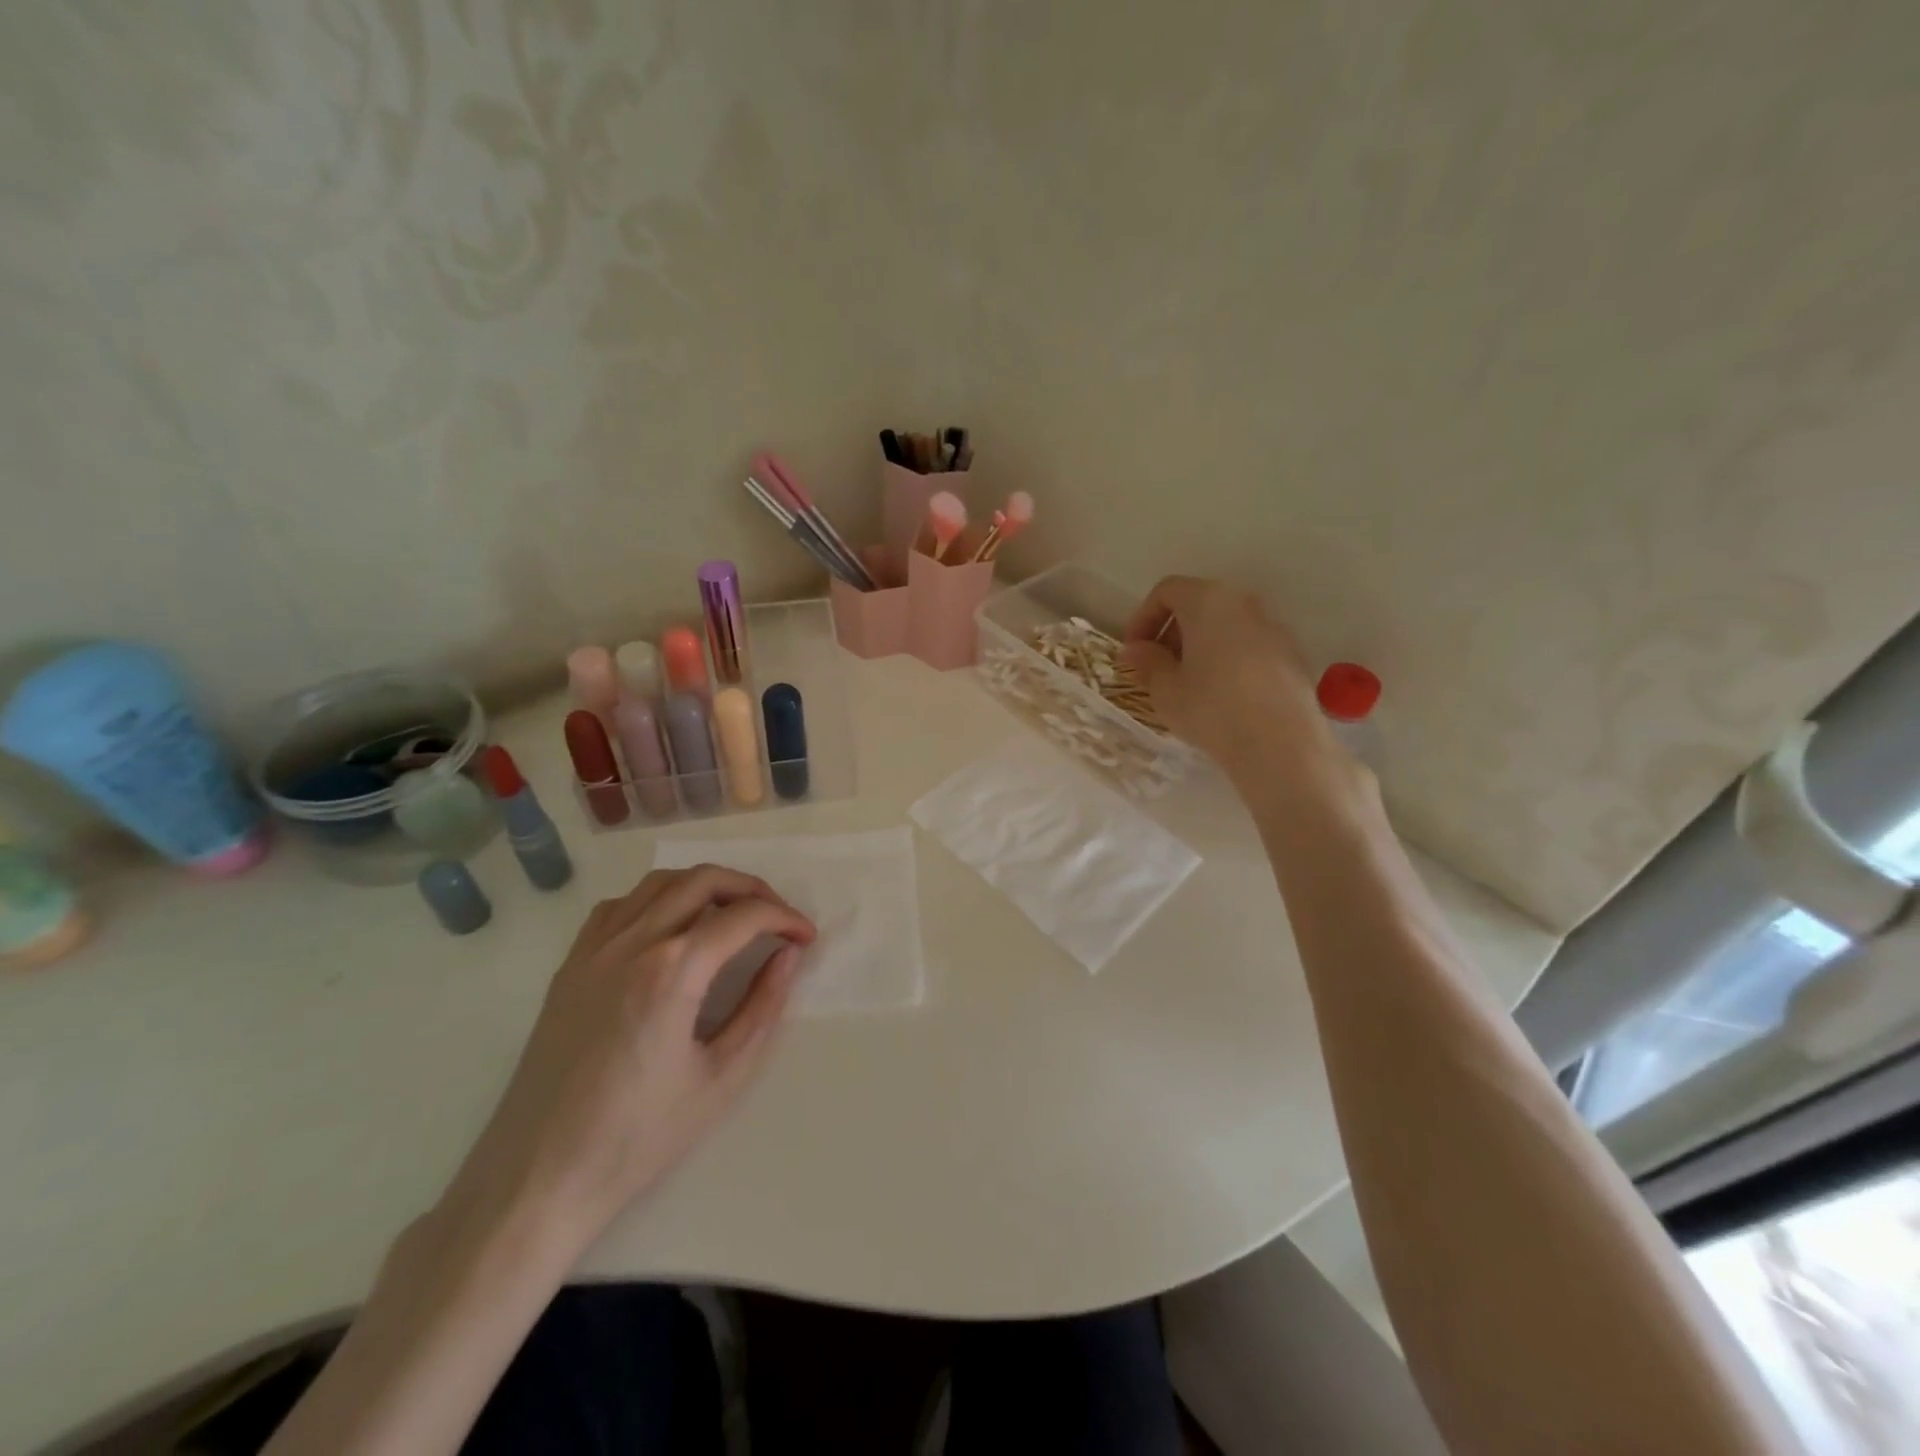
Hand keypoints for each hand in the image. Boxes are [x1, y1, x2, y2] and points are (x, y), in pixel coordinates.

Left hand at [440, 866, 814, 1256]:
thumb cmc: (638, 1137)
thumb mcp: (722, 1077)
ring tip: (731, 915)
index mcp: (672, 971)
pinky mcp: (570, 966)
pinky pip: (619, 906)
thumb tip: (787, 956)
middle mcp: (631, 943)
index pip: (744, 917)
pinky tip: (671, 928)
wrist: (538, 1178)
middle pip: (703, 880)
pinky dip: (657, 899)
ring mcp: (593, 950)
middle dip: (751, 888)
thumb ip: (762, 1007)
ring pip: (659, 882)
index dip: (785, 919)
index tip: (806, 939)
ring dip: (705, 886)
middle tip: (777, 918)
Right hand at [1120, 575, 1330, 783]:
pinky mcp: (1293, 656)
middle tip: (1157, 668)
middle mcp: (1244, 604)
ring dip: (1201, 647)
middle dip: (1172, 632)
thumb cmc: (1211, 709)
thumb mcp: (1165, 689)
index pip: (1167, 591)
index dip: (1143, 618)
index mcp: (1208, 601)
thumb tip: (1134, 650)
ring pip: (1227, 626)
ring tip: (1188, 686)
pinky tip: (1222, 698)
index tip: (1134, 652)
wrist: (1280, 745)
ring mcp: (1274, 629)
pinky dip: (1229, 661)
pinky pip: (1250, 647)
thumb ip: (1147, 662)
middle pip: (1199, 604)